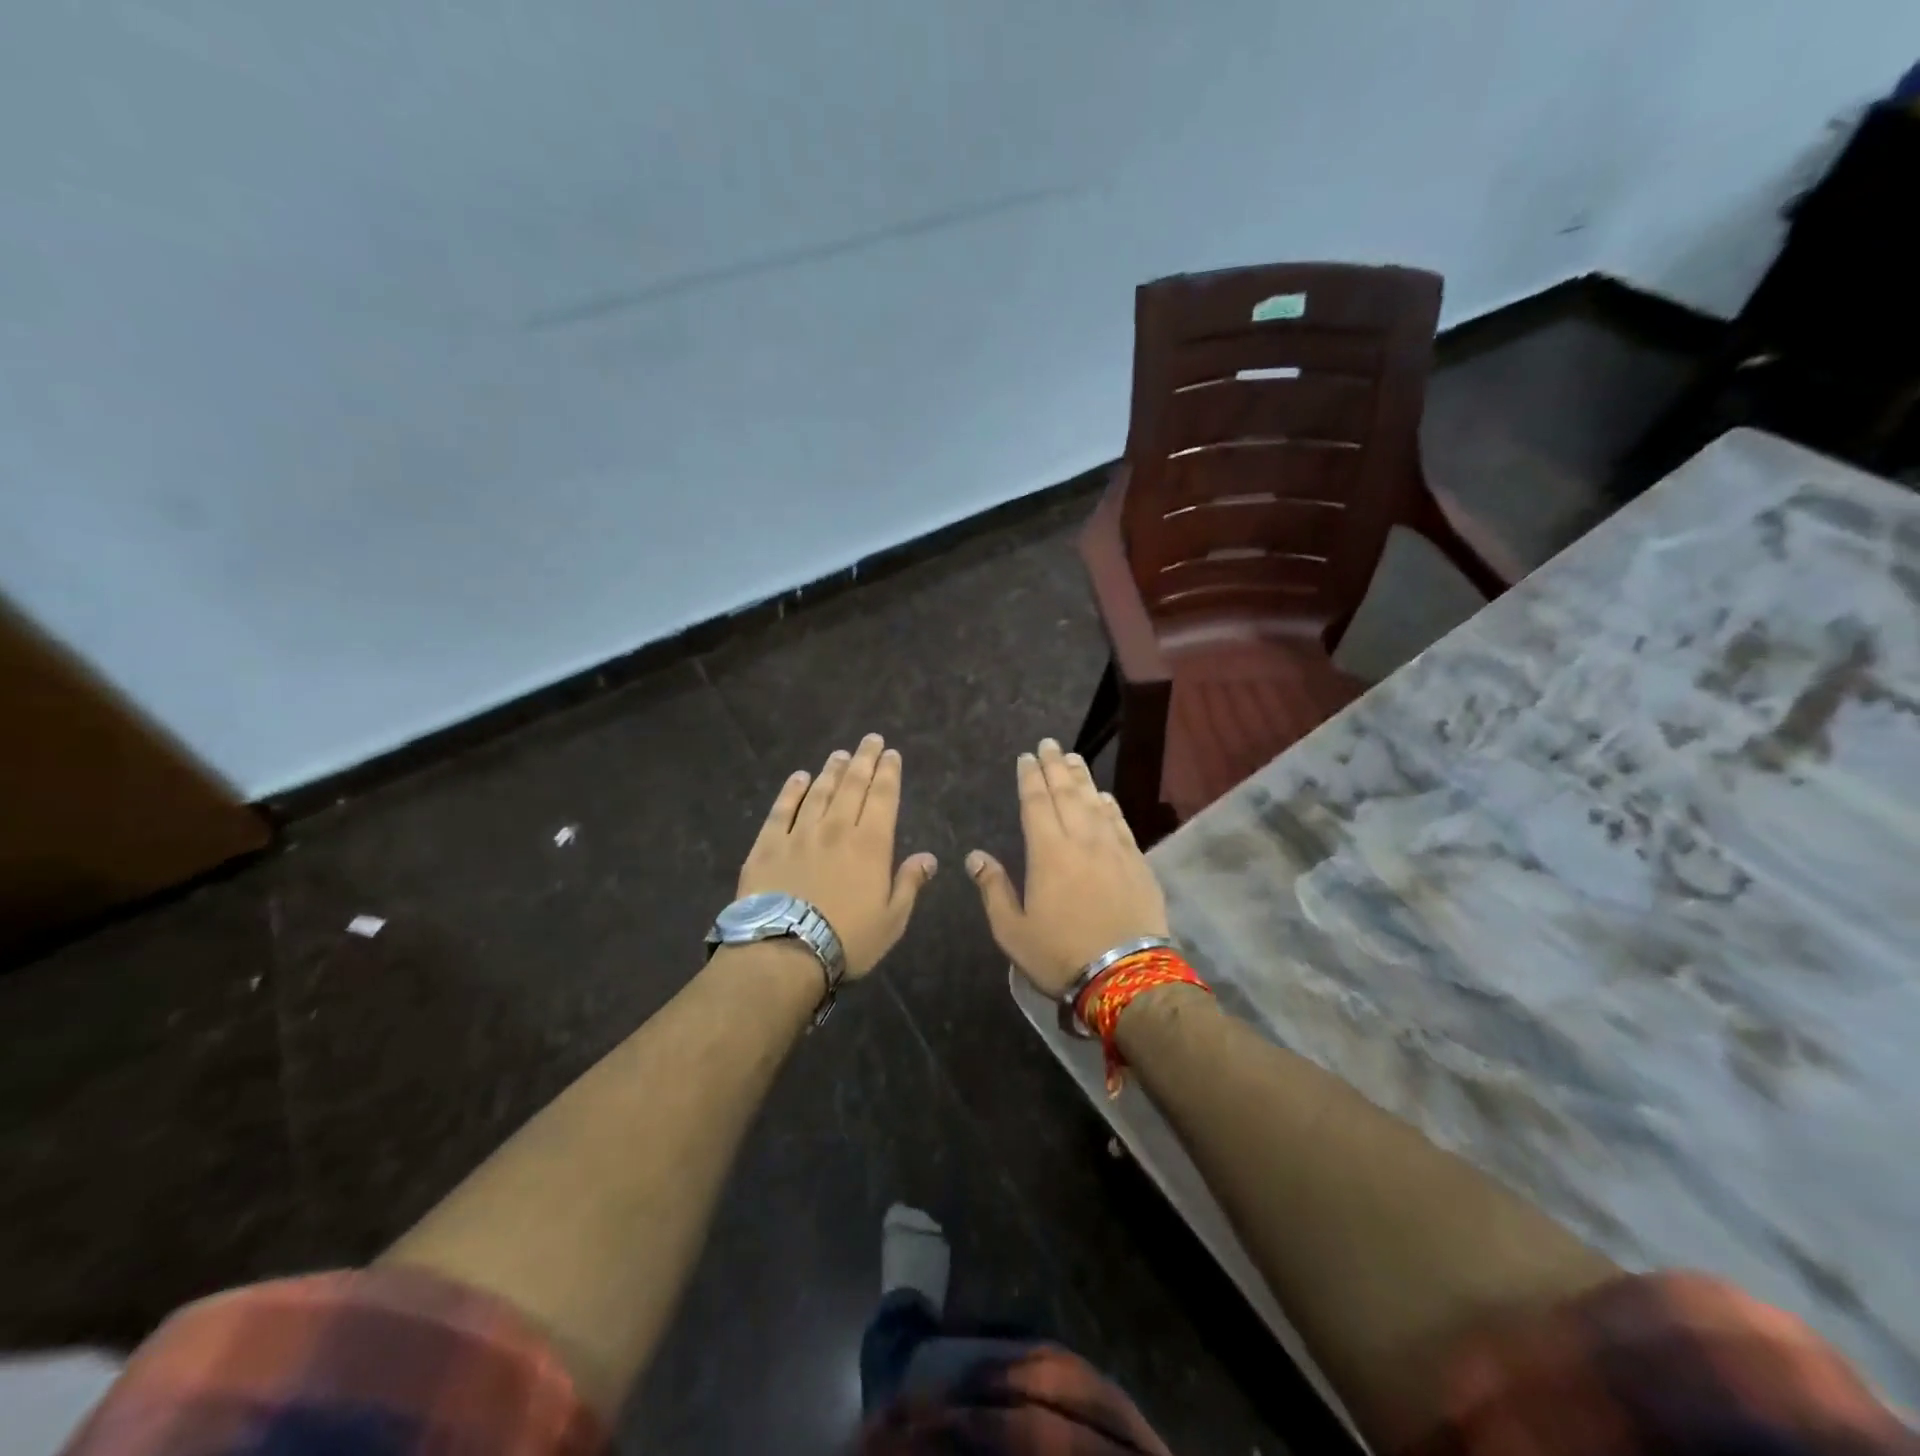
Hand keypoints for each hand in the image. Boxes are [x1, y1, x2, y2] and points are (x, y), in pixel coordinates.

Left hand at [737, 734, 936, 978]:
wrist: (784, 951)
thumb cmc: (847, 939)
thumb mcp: (892, 920)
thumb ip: (910, 884)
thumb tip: (929, 857)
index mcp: (870, 845)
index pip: (883, 797)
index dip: (889, 773)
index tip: (891, 753)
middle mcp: (836, 828)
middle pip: (852, 785)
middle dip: (864, 760)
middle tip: (870, 739)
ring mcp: (799, 833)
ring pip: (818, 792)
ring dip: (831, 770)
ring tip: (840, 755)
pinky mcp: (767, 845)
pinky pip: (781, 809)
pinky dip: (791, 790)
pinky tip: (798, 777)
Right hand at [965, 738, 1169, 996]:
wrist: (1126, 975)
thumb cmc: (1061, 954)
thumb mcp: (1013, 930)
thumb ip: (993, 889)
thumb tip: (976, 856)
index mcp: (1048, 853)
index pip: (1037, 803)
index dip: (1030, 778)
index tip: (1027, 757)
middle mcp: (1082, 840)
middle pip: (1067, 794)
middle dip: (1055, 766)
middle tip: (1050, 744)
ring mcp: (1114, 849)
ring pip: (1095, 803)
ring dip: (1082, 778)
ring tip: (1073, 758)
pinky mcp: (1137, 863)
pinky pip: (1120, 824)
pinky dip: (1110, 806)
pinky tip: (1104, 796)